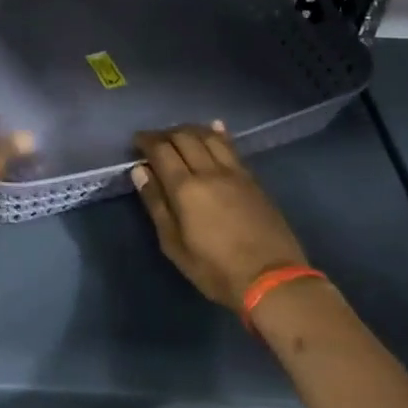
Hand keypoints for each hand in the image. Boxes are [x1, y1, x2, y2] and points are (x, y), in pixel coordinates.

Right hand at [132, 123, 309, 310]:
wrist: (271, 279)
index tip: (136, 141)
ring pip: (209, 137)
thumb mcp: (174, 245)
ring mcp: (234, 173)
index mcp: (185, 188)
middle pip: (184, 137)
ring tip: (179, 133)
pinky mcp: (252, 180)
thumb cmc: (215, 269)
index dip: (146, 141)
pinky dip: (219, 134)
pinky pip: (232, 147)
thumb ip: (156, 204)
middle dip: (165, 133)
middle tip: (154, 140)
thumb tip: (140, 171)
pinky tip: (214, 128)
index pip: (161, 150)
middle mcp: (209, 172)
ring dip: (191, 130)